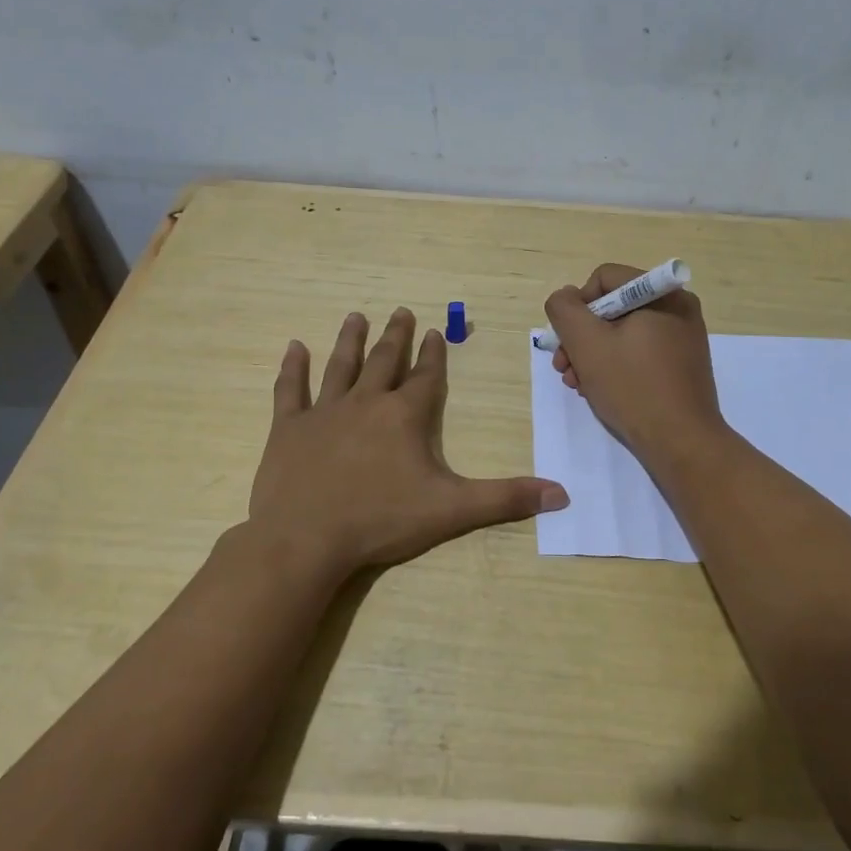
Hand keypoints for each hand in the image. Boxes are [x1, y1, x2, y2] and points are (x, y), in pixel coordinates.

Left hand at [249, 307, 568, 574]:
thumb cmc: (381, 521)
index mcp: (405, 416)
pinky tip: (292, 346)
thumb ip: (505, 498)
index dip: (434, 355)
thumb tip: (561, 494)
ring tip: (356, 316)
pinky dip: (292, 368)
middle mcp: (366, 402)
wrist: (305, 539)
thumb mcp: (452, 510)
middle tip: (400, 311)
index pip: (426, 377)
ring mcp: (324, 412)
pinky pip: (291, 390)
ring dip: (350, 340)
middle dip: (396, 336)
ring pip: (341, 365)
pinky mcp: (289, 428)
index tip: (436, 331)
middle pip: (385, 361)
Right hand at [545, 263, 727, 463]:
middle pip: (612, 307)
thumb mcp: (586, 343)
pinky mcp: (681, 365)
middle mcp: (677, 308)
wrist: (681, 443)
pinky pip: (639, 352)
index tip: (568, 341)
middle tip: (564, 368)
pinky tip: (599, 390)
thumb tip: (566, 297)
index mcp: (662, 293)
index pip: (603, 279)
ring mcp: (682, 338)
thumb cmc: (633, 387)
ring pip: (622, 333)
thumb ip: (564, 309)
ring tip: (577, 384)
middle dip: (581, 337)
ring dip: (592, 355)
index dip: (577, 306)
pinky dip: (615, 366)